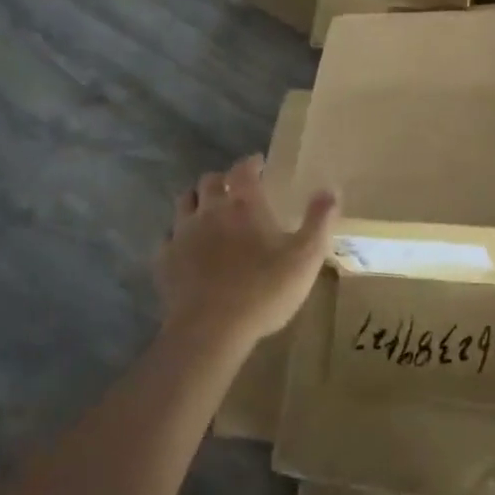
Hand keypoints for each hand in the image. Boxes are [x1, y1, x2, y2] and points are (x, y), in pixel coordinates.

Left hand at [156, 156, 338, 345]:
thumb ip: (319, 221)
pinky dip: (179, 234)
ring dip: (198, 200)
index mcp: (244, 205)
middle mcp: (209, 210)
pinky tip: (188, 246)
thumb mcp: (306, 257)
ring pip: (184, 202)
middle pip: (209, 181)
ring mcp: (182, 234)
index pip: (243, 170)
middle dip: (223, 179)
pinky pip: (168, 236)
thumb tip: (330, 189)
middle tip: (235, 188)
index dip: (251, 163)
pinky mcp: (164, 261)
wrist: (210, 331)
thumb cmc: (264, 290)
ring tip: (209, 210)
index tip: (259, 164)